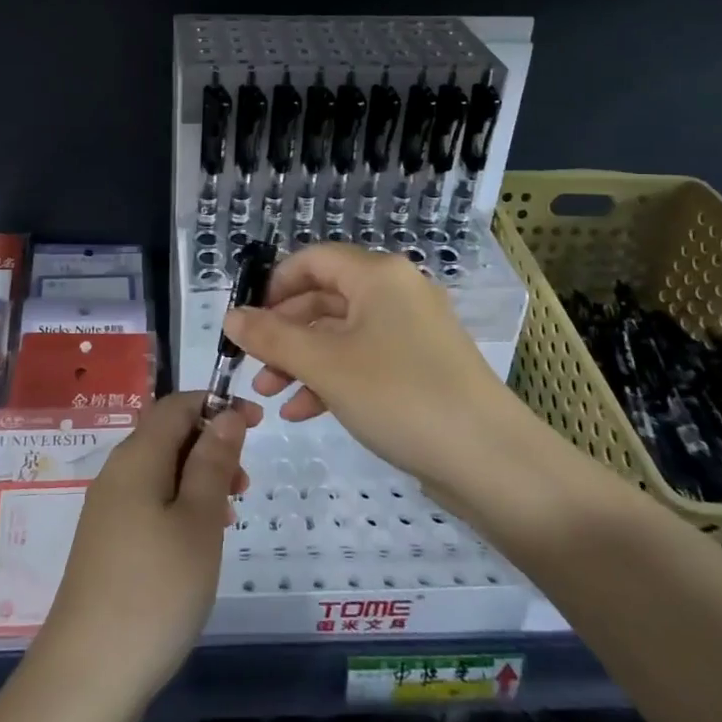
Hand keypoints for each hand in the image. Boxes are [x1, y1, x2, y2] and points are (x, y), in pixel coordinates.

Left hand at [34, 391, 258, 707]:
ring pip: (161, 471)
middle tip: (245, 483)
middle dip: (211, 444)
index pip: (177, 404)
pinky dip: (181, 505)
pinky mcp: (106, 543)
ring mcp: (107, 510)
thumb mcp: (199, 521)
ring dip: (200, 478)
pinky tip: (199, 543)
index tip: (257, 423)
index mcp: (137, 457)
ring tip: (230, 514)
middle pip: (167, 435)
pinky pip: (150, 502)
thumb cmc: (155, 590)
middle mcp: (117, 473)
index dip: (217, 404)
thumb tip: (225, 415)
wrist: (87, 675)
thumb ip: (213, 462)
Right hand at [223, 243, 537, 496]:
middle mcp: (396, 292)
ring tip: (270, 396)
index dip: (273, 285)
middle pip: (324, 298)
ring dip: (301, 360)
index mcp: (378, 275)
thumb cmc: (400, 396)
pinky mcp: (420, 367)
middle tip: (253, 366)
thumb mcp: (325, 365)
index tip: (246, 321)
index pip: (312, 259)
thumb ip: (272, 337)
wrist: (491, 462)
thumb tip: (229, 316)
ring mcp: (412, 331)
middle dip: (283, 332)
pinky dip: (331, 378)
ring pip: (341, 333)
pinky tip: (304, 411)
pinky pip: (364, 359)